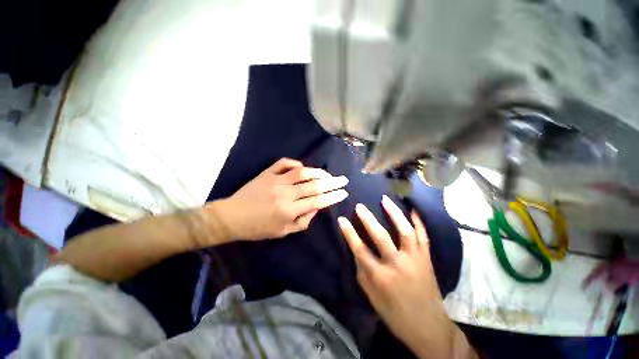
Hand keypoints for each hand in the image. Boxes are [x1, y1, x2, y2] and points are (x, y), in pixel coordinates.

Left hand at [212, 158, 347, 240]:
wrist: (232, 217)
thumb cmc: (258, 228)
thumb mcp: (283, 232)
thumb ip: (303, 220)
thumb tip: (317, 206)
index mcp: (289, 210)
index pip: (318, 201)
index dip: (333, 196)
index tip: (344, 192)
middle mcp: (285, 194)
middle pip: (314, 185)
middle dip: (332, 182)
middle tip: (343, 179)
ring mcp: (276, 180)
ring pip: (302, 172)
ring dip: (318, 172)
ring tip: (327, 174)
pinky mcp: (267, 173)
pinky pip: (284, 163)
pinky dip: (295, 163)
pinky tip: (303, 167)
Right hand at [338, 196, 474, 358]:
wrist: (428, 327)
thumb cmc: (394, 314)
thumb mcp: (371, 296)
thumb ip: (362, 271)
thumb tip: (357, 251)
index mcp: (380, 277)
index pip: (359, 249)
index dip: (349, 232)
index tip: (341, 219)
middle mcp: (397, 264)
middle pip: (380, 236)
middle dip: (367, 219)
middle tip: (359, 206)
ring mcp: (414, 259)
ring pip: (404, 231)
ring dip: (394, 213)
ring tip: (385, 200)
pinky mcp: (427, 258)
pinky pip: (424, 236)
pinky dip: (419, 221)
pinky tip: (413, 209)